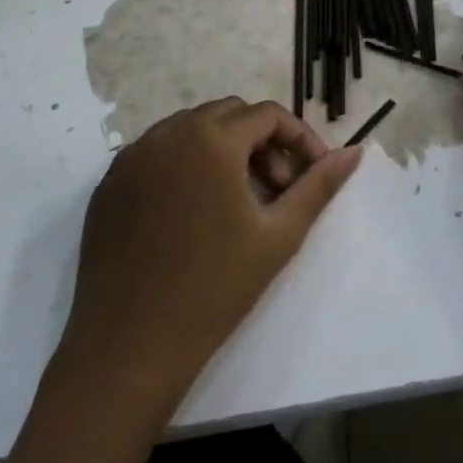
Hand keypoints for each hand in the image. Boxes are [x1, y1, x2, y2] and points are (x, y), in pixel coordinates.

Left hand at [57, 98, 362, 413]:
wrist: (129, 347)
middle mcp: (167, 133)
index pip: (267, 115)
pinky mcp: (109, 183)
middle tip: (276, 189)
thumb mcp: (279, 235)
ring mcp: (132, 157)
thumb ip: (319, 185)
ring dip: (224, 150)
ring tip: (237, 201)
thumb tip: (353, 153)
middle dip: (261, 142)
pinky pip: (157, 154)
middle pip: (229, 115)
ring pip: (191, 130)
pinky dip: (185, 165)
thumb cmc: (214, 289)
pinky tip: (193, 212)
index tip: (312, 173)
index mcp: (210, 139)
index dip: (298, 138)